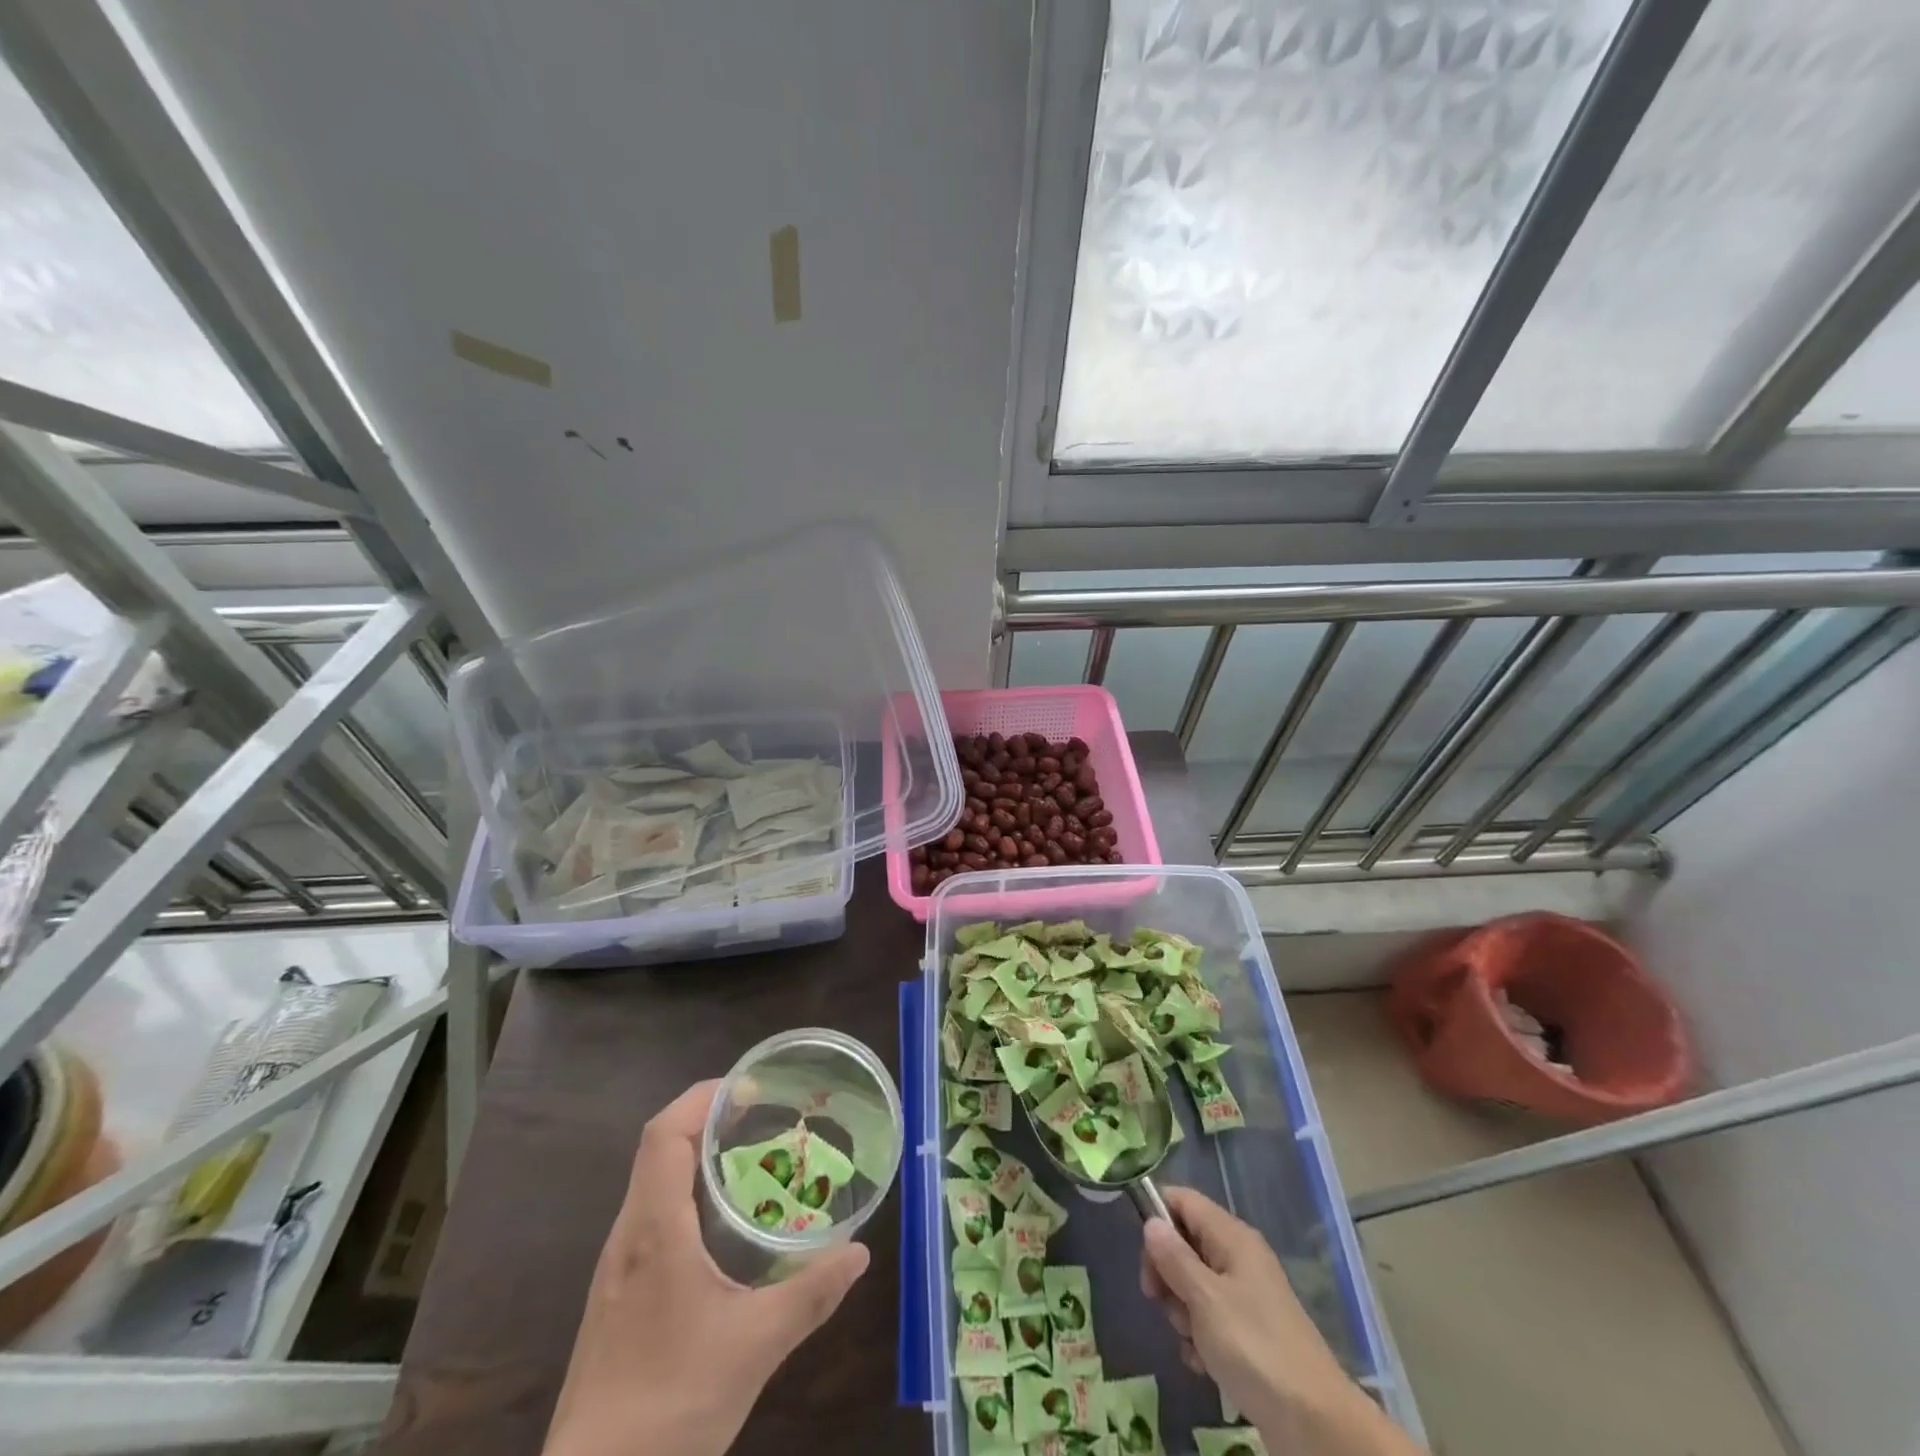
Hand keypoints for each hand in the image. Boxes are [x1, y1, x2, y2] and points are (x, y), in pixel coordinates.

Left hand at [543, 1080, 869, 1455]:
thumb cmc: (669, 1409)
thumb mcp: (755, 1348)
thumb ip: (811, 1295)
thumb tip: (860, 1252)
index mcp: (654, 1231)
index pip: (665, 1133)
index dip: (705, 1098)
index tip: (752, 1089)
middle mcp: (628, 1236)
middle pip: (659, 1148)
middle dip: (710, 1119)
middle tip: (765, 1117)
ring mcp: (617, 1267)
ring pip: (653, 1182)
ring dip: (698, 1156)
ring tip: (753, 1159)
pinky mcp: (617, 1295)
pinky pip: (652, 1216)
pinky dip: (688, 1193)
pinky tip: (724, 1226)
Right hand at [1140, 1186, 1419, 1455]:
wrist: (1315, 1423)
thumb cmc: (1255, 1348)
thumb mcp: (1205, 1299)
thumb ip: (1174, 1258)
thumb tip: (1150, 1222)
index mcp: (1232, 1237)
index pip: (1183, 1200)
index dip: (1157, 1215)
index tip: (1143, 1254)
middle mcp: (1238, 1257)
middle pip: (1185, 1242)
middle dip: (1166, 1272)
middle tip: (1160, 1302)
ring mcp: (1245, 1295)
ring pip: (1193, 1283)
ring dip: (1181, 1311)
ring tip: (1191, 1340)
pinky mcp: (1249, 1331)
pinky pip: (1209, 1318)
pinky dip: (1199, 1337)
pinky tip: (1203, 1363)